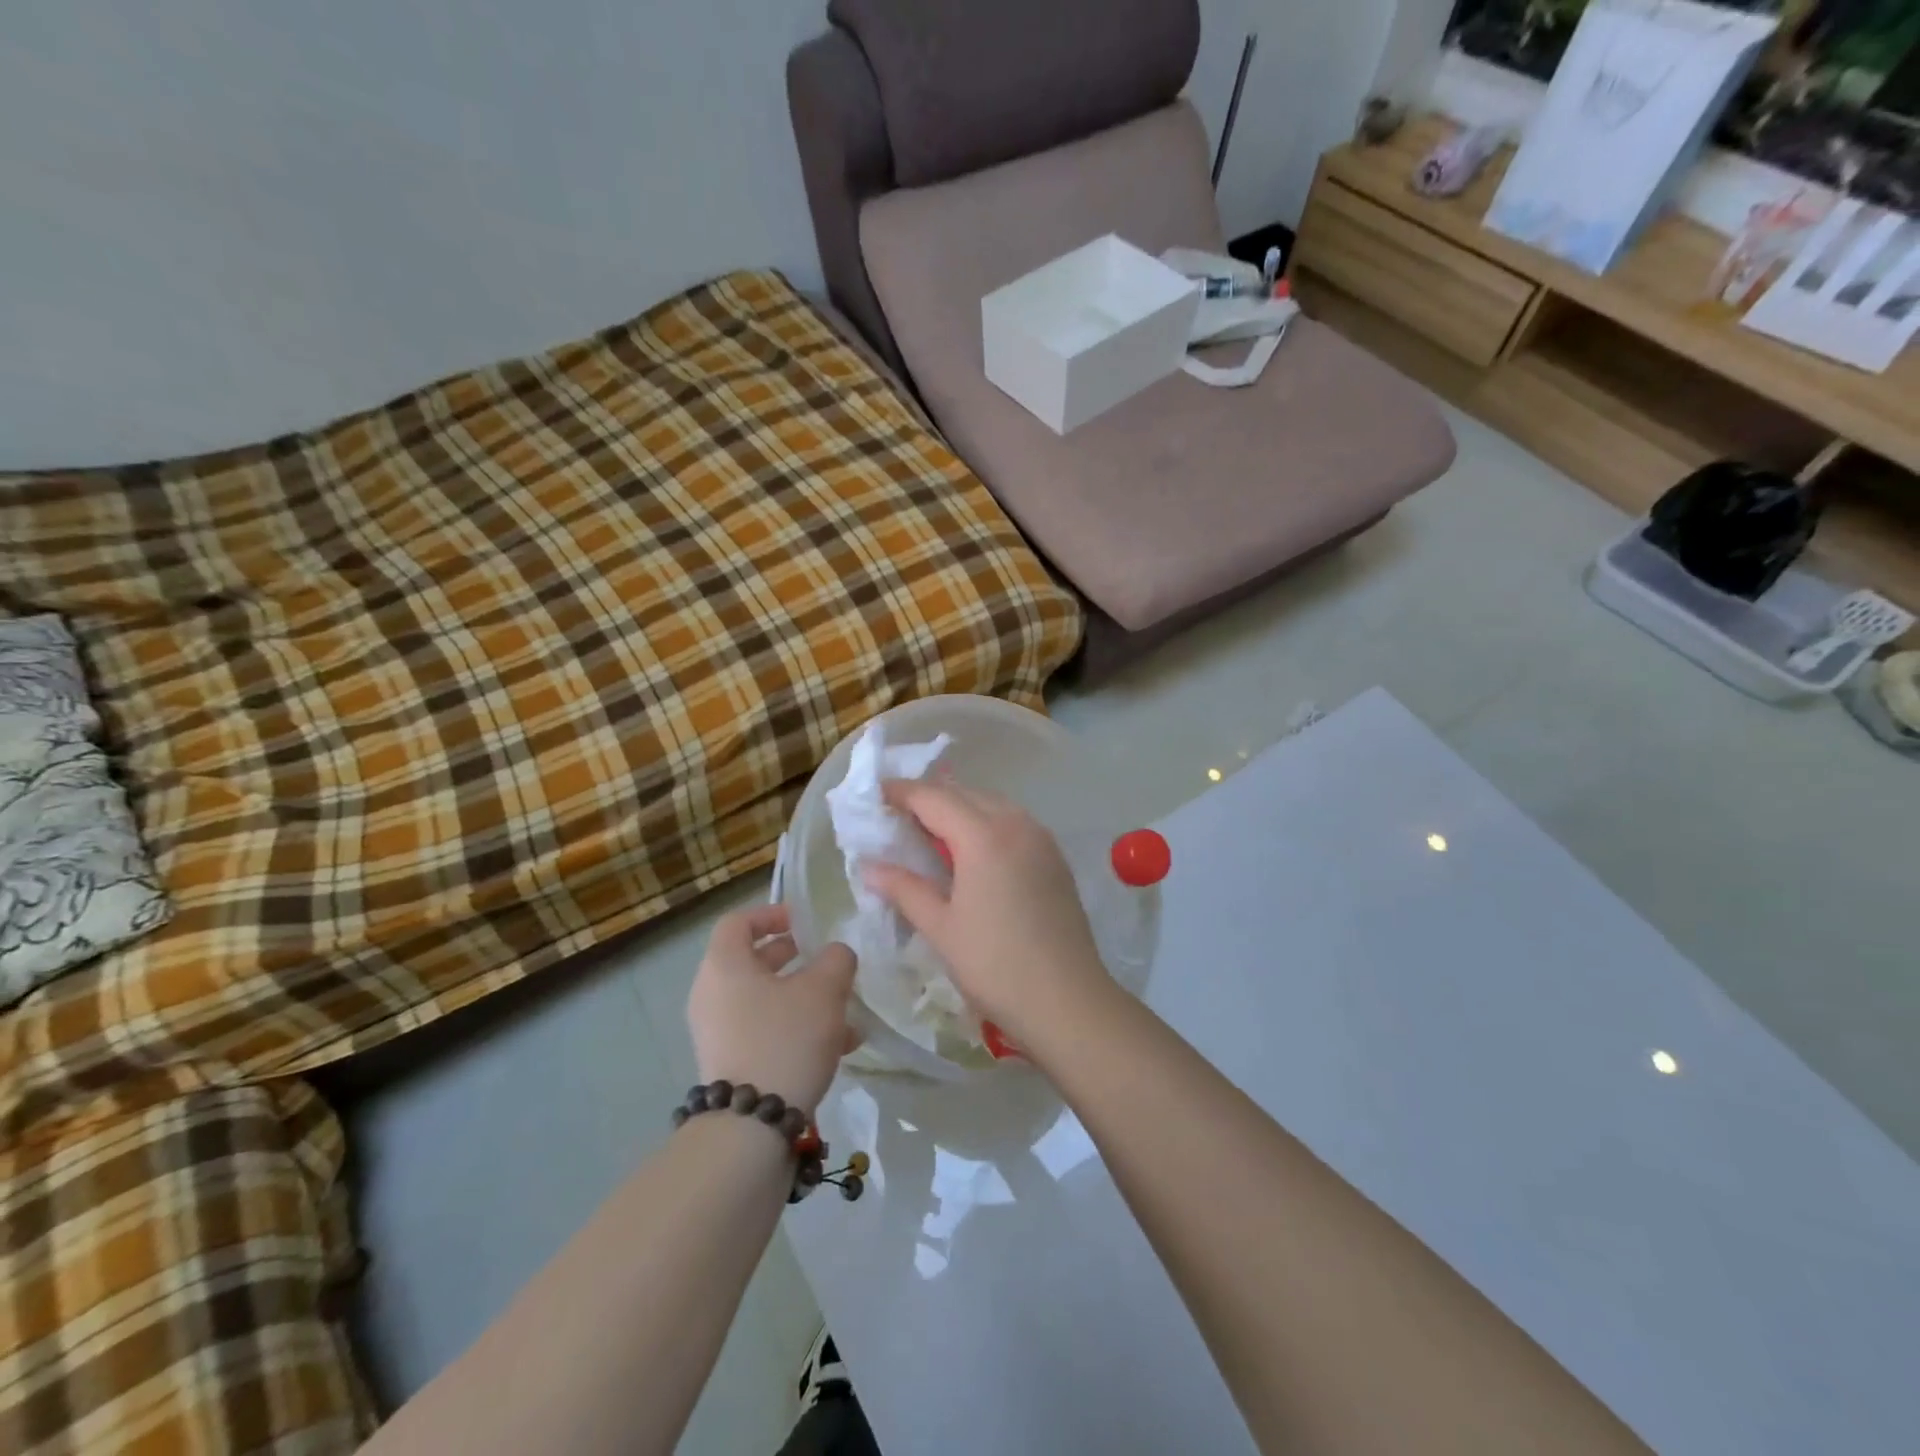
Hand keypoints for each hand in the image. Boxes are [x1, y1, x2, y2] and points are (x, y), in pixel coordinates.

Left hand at [687, 904, 857, 1114]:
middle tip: (824, 961)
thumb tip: (836, 955)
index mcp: (725, 965)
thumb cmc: (785, 1038)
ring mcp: (717, 1032)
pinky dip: (795, 1028)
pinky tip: (840, 1046)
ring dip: (802, 997)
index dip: (771, 914)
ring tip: (845, 1010)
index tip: (803, 922)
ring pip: (763, 1000)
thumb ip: (836, 959)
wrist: (752, 1126)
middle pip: (751, 961)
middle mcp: (712, 994)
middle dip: (793, 958)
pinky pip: (763, 1031)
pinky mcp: (730, 1064)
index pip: (738, 922)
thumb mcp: (825, 989)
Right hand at [862, 781, 1113, 1049]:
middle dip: (930, 797)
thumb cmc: (995, 965)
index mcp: (984, 836)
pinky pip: (1013, 822)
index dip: (902, 792)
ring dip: (960, 807)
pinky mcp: (1055, 857)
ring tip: (931, 830)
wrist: (1068, 1001)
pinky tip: (972, 849)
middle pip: (966, 795)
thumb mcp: (941, 928)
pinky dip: (986, 822)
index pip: (934, 798)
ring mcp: (1041, 839)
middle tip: (898, 814)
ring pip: (993, 805)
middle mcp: (1016, 824)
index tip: (876, 794)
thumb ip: (904, 889)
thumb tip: (869, 867)